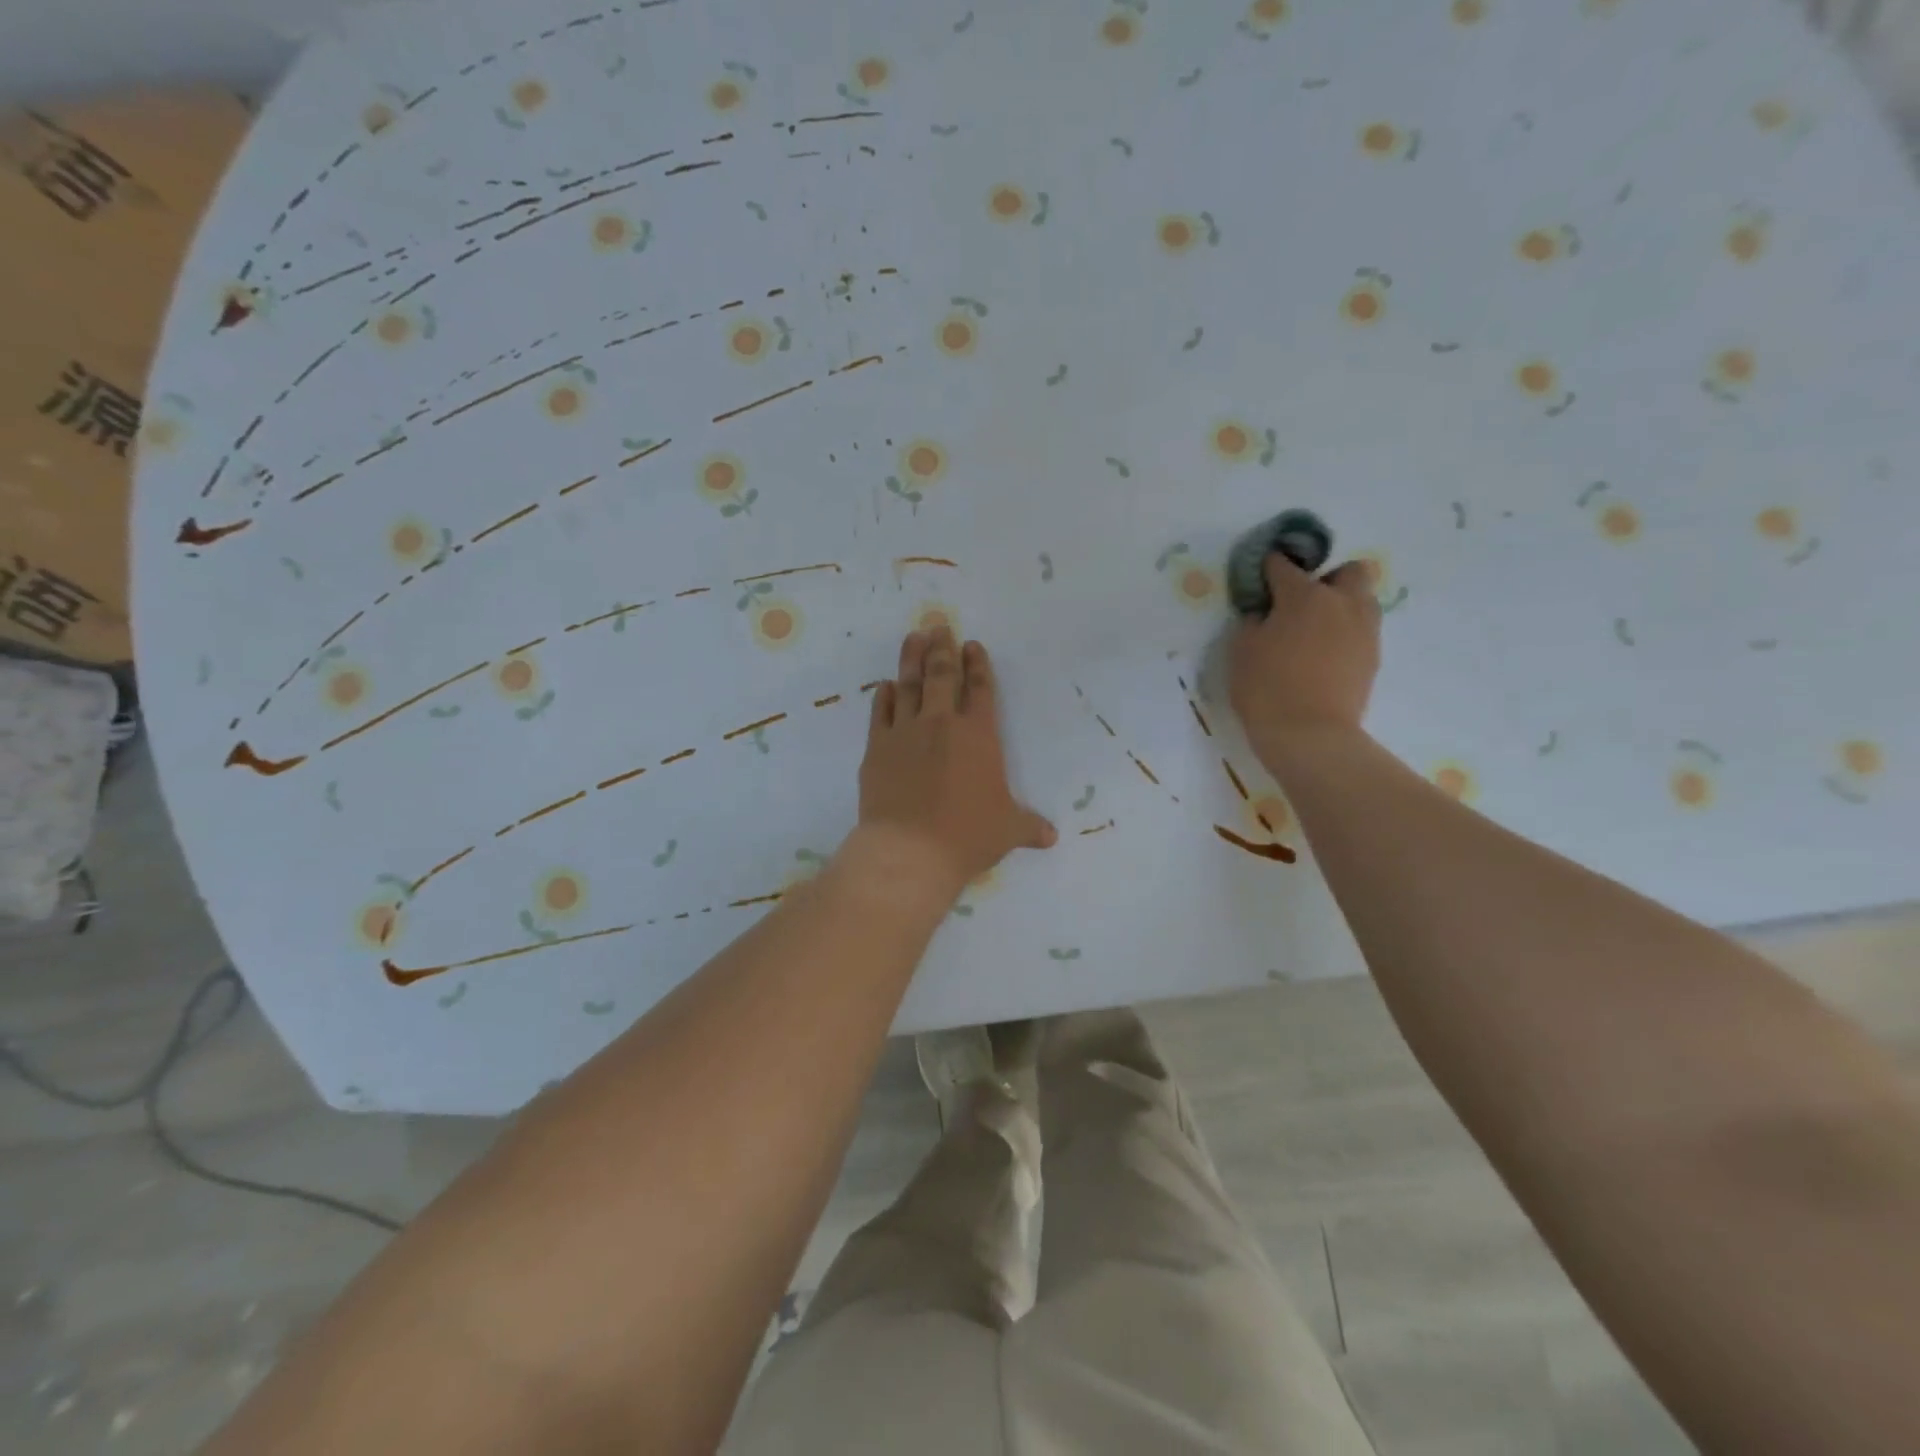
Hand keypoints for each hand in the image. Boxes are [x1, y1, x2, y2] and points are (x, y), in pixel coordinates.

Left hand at [856, 627, 1056, 898]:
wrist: (909, 850)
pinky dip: (884, 696)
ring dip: (911, 658)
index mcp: (979, 736)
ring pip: (909, 685)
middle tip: (938, 624)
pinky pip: (880, 713)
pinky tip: (885, 685)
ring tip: (913, 636)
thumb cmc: (967, 836)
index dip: (977, 665)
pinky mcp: (877, 748)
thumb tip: (1051, 837)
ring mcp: (905, 732)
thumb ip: (1029, 827)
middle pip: (941, 675)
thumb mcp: (1007, 831)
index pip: (980, 689)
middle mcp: (942, 724)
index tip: (972, 645)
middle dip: (942, 647)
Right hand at [1229, 553, 1381, 760]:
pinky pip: (1362, 631)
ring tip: (1315, 631)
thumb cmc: (1266, 688)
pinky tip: (1323, 656)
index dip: (1268, 567)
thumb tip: (1263, 614)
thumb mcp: (1241, 650)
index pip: (1284, 566)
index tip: (1259, 577)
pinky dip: (1345, 634)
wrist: (1310, 735)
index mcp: (1304, 595)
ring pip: (1362, 600)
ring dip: (1341, 605)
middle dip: (1327, 578)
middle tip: (1301, 603)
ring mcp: (1364, 630)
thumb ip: (1252, 622)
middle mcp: (1342, 603)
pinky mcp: (1373, 657)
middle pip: (1348, 571)